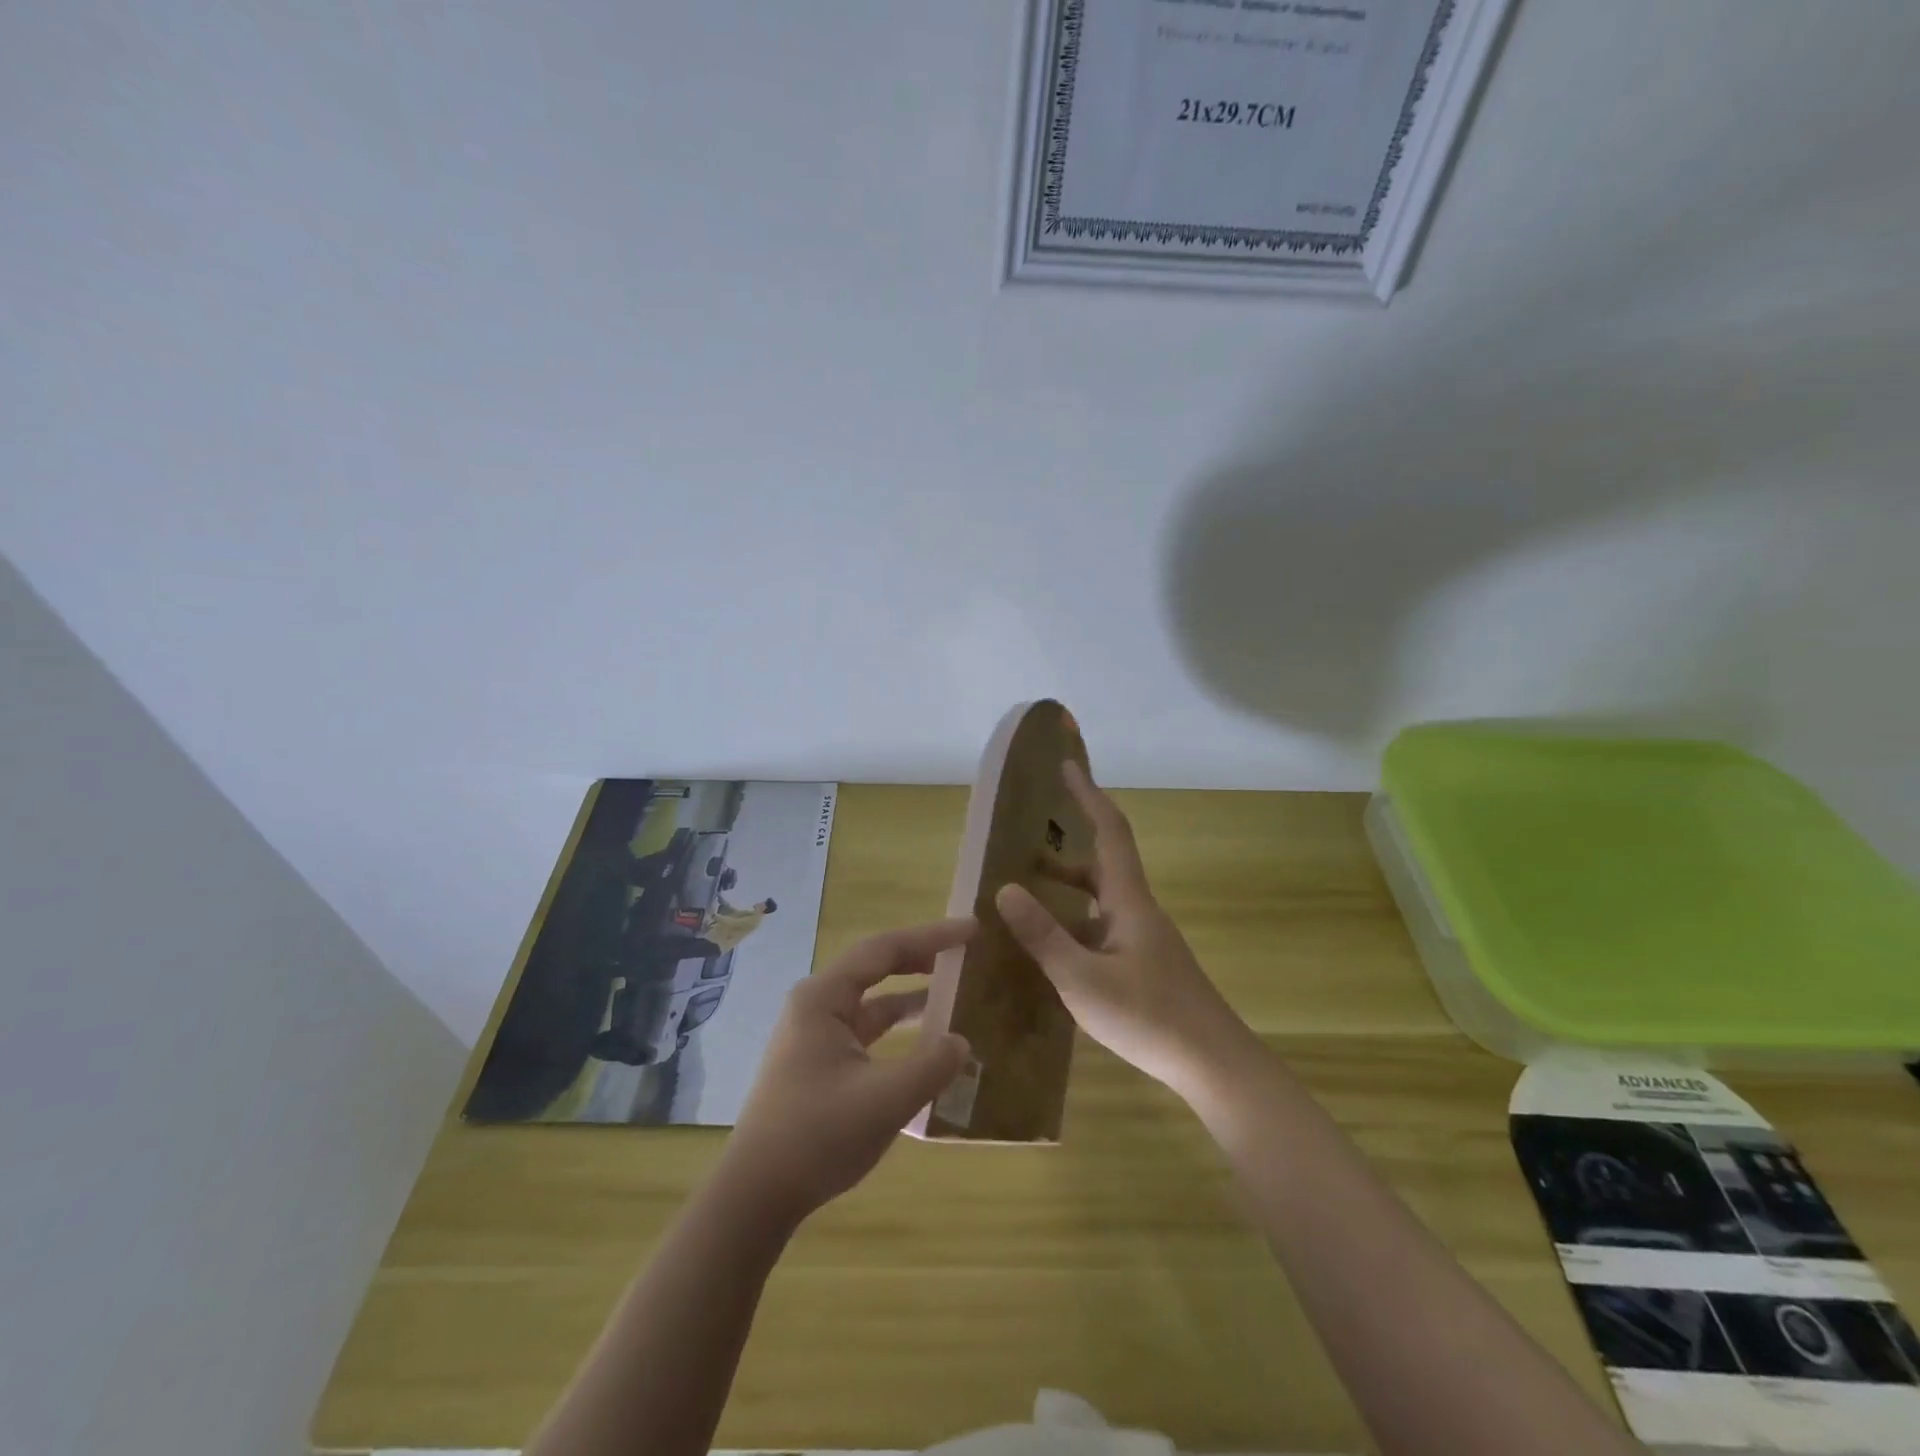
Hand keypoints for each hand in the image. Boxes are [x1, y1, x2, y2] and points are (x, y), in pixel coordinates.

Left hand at [720, 919, 973, 1223]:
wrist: (757, 1195)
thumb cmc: (816, 1136)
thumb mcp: (884, 1100)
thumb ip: (930, 1066)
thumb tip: (962, 1043)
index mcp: (824, 998)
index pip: (884, 950)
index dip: (931, 937)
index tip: (971, 930)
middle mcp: (817, 1005)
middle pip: (876, 967)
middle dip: (921, 958)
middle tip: (964, 953)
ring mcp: (816, 1034)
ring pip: (873, 1001)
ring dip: (911, 995)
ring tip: (954, 993)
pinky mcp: (821, 1062)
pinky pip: (868, 1031)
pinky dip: (898, 1028)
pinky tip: (927, 1042)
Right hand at [996, 763, 1254, 1101]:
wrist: (1214, 1064)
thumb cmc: (1149, 1018)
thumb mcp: (1083, 979)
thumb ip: (1043, 935)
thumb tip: (1005, 889)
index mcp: (1129, 901)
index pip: (1109, 831)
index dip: (1089, 795)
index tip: (1068, 765)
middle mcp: (1138, 911)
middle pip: (1103, 861)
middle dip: (1069, 843)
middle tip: (1028, 838)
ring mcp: (1144, 939)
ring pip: (1102, 897)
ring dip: (1070, 885)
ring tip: (1028, 889)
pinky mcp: (1145, 964)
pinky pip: (1104, 926)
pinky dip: (1076, 921)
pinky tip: (1054, 947)